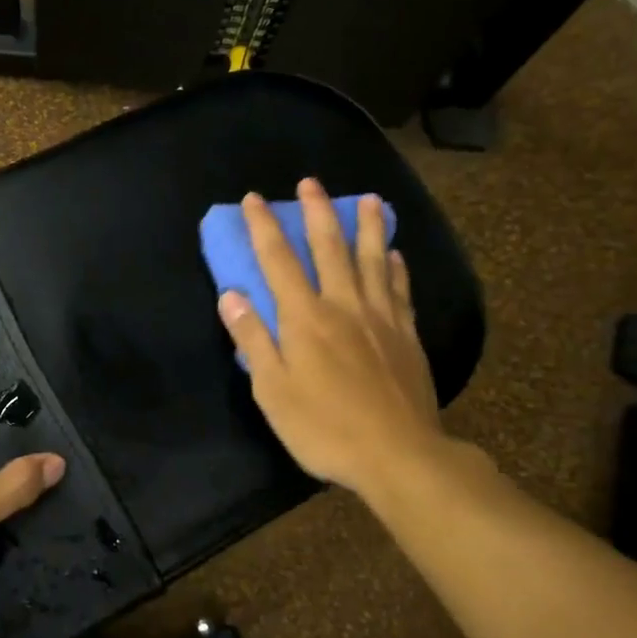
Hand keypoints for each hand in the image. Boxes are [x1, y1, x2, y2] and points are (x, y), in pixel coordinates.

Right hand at [217, 180, 447, 507]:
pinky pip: (401, 290)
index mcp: (305, 318)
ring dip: (368, 227)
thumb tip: (230, 294)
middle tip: (311, 182)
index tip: (255, 199)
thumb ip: (252, 339)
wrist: (398, 455)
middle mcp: (343, 305)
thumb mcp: (273, 390)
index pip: (278, 260)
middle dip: (317, 212)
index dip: (264, 227)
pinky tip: (396, 254)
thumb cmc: (324, 427)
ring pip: (373, 260)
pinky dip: (397, 267)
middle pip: (329, 248)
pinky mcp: (406, 336)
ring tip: (369, 199)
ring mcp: (381, 318)